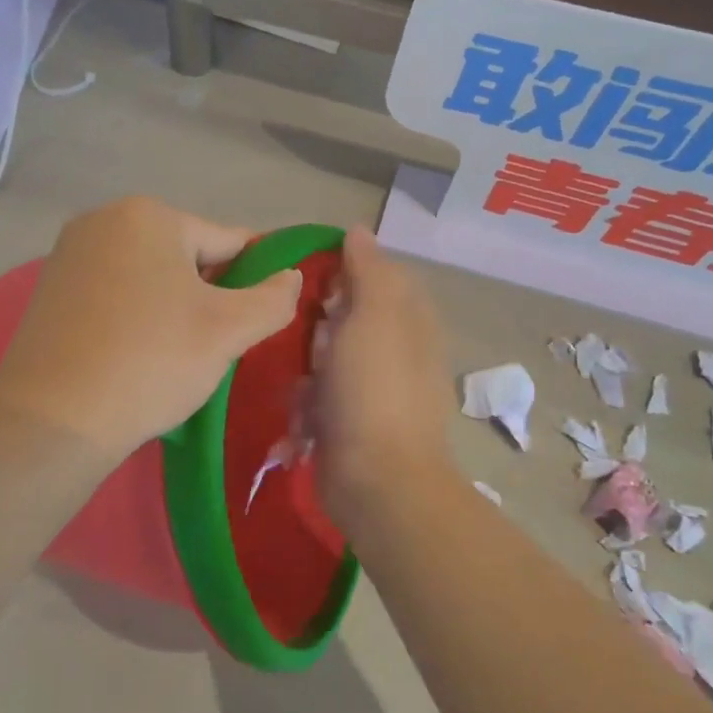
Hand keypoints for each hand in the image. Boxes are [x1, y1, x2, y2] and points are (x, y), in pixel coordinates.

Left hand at [0, 197, 302, 459]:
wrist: (53, 419)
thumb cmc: (151, 360)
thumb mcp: (228, 330)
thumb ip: (273, 298)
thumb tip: (291, 276)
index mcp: (149, 215)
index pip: (227, 242)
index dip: (252, 281)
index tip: (257, 320)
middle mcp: (104, 219)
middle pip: (185, 257)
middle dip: (207, 296)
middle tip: (212, 348)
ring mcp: (70, 254)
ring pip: (149, 277)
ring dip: (172, 308)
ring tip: (175, 357)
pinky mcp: (50, 289)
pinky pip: (114, 294)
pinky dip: (134, 317)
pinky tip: (136, 356)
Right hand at [312, 229, 461, 530]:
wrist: (378, 482)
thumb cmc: (375, 390)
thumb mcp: (375, 316)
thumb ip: (368, 270)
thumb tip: (360, 230)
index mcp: (410, 321)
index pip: (378, 275)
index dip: (344, 271)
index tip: (309, 277)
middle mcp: (395, 351)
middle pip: (346, 318)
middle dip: (318, 327)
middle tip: (303, 335)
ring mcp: (372, 390)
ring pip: (325, 359)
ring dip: (306, 371)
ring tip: (302, 385)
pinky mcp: (349, 423)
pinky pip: (318, 399)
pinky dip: (306, 408)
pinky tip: (302, 420)